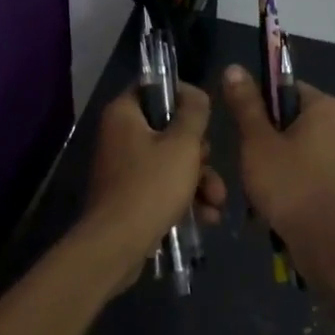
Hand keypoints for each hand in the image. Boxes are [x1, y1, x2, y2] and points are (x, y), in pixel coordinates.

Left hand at [79, 84, 225, 277]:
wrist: (118, 246)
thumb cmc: (151, 186)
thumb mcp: (183, 144)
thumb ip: (194, 112)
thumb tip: (194, 92)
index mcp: (124, 114)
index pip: (153, 88)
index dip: (182, 96)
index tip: (204, 112)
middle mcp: (120, 135)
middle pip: (168, 129)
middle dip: (199, 152)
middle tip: (209, 164)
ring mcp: (124, 168)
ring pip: (171, 161)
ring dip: (199, 179)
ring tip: (217, 201)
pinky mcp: (130, 196)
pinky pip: (162, 186)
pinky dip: (184, 197)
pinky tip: (207, 216)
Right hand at [221, 65, 334, 253]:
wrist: (325, 242)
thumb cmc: (290, 183)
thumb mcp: (258, 141)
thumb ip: (246, 104)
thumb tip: (234, 67)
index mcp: (324, 107)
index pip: (282, 88)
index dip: (256, 103)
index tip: (239, 125)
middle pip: (285, 120)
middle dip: (260, 140)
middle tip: (245, 158)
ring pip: (289, 149)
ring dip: (267, 165)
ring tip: (254, 185)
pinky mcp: (333, 183)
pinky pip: (299, 171)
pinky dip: (282, 182)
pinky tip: (268, 202)